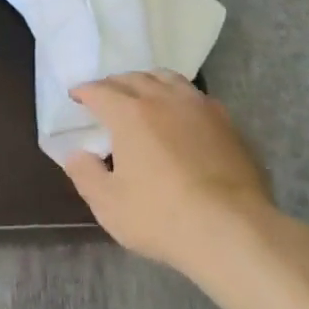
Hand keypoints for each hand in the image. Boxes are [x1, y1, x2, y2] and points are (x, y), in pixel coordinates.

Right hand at [61, 71, 276, 275]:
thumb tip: (76, 154)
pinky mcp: (227, 123)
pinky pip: (195, 96)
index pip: (101, 91)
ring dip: (149, 82)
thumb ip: (85, 174)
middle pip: (135, 79)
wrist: (232, 229)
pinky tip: (180, 114)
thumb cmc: (161, 216)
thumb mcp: (109, 204)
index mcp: (130, 114)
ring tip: (143, 94)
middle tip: (106, 95)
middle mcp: (164, 100)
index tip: (76, 96)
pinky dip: (178, 96)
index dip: (85, 92)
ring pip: (169, 79)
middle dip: (115, 84)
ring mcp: (200, 107)